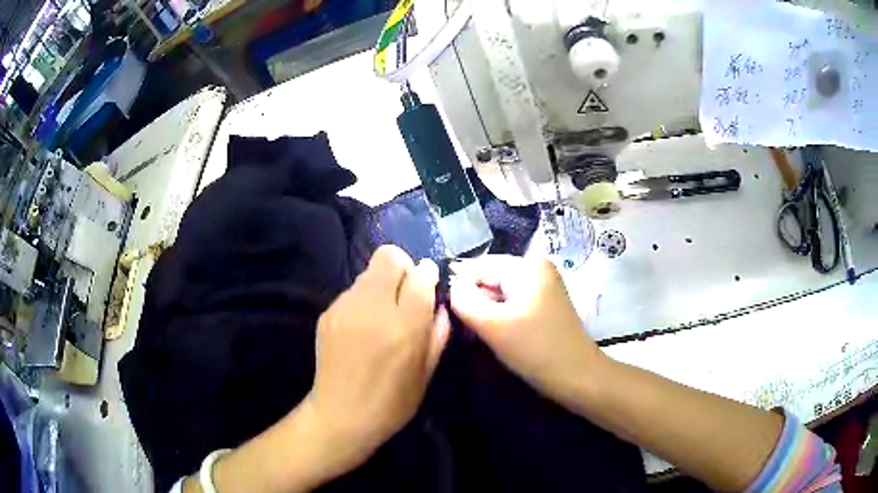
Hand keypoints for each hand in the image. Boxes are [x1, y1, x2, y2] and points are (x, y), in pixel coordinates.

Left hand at [307, 245, 449, 471]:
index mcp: (403, 329)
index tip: (428, 285)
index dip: (427, 274)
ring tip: (382, 315)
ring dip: (382, 284)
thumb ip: (437, 333)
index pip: (420, 275)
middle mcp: (373, 311)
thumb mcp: (426, 373)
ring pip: (369, 273)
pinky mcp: (327, 314)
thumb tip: (438, 303)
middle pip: (389, 258)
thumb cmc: (392, 403)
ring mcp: (345, 309)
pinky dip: (363, 300)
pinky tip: (362, 328)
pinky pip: (352, 292)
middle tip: (405, 294)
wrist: (340, 416)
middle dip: (403, 268)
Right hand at [449, 256, 604, 410]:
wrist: (576, 377)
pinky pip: (511, 303)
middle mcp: (536, 267)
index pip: (477, 266)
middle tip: (466, 328)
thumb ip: (463, 300)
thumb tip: (448, 285)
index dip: (459, 288)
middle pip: (489, 277)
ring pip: (498, 293)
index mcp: (527, 265)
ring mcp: (542, 286)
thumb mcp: (492, 324)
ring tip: (481, 334)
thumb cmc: (535, 349)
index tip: (450, 314)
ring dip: (485, 311)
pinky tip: (496, 335)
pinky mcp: (543, 304)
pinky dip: (499, 317)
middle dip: (474, 301)